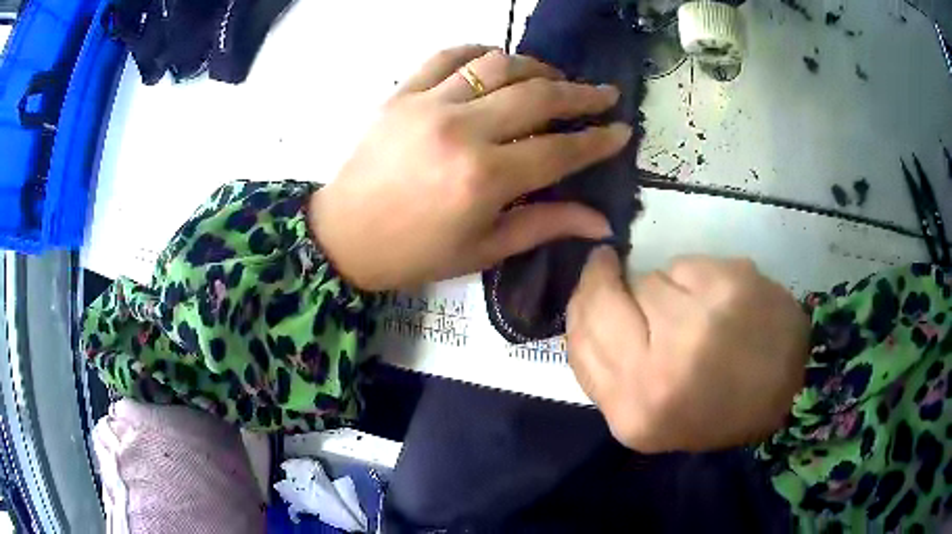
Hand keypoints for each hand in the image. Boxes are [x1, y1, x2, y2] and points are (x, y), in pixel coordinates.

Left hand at [309, 46, 631, 290]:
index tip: (622, 130)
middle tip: (604, 94)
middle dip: (580, 94)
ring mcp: (428, 104)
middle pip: (536, 96)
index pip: (559, 149)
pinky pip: (448, 56)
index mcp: (484, 178)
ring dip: (536, 66)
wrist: (343, 236)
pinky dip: (479, 52)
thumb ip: (544, 225)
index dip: (597, 140)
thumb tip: (601, 222)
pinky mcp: (402, 93)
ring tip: (555, 77)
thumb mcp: (482, 250)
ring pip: (497, 65)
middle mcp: (461, 130)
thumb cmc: (414, 252)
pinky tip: (496, 62)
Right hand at [567, 249, 809, 452]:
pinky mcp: (729, 285)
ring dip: (659, 288)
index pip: (581, 341)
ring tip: (688, 312)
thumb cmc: (718, 410)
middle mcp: (661, 370)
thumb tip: (589, 308)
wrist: (788, 390)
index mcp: (635, 411)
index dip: (580, 304)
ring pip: (648, 281)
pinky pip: (684, 265)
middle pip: (603, 302)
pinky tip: (714, 299)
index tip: (591, 283)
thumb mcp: (651, 416)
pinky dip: (692, 276)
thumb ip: (611, 371)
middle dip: (604, 281)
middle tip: (610, 268)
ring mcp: (698, 323)